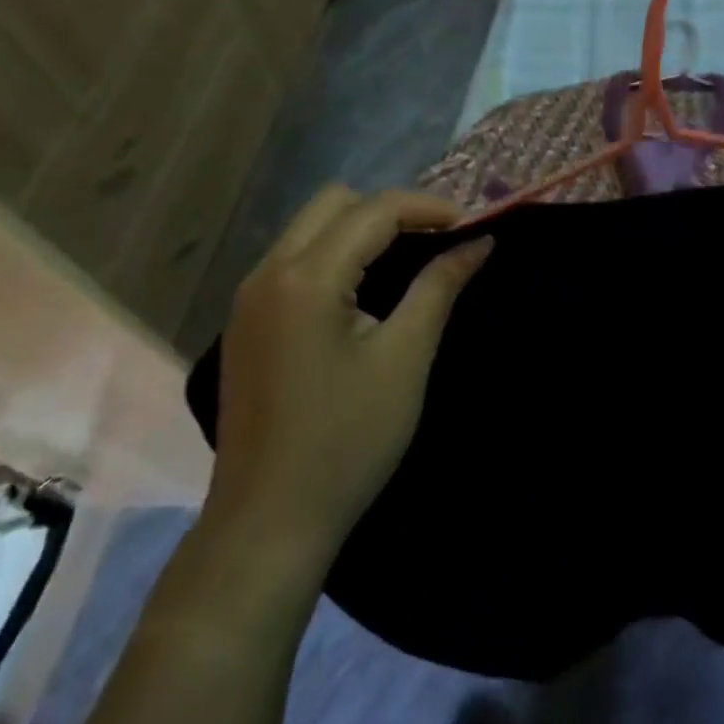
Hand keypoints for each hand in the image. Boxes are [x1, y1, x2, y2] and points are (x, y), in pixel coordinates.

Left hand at [206, 186, 492, 559]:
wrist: (269, 521)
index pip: (374, 211)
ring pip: (310, 227)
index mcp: (306, 278)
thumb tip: (478, 244)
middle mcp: (267, 273)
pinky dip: (335, 254)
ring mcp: (248, 298)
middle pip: (334, 203)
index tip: (471, 228)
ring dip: (361, 230)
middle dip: (391, 210)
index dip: (429, 208)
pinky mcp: (245, 322)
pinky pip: (294, 259)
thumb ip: (439, 287)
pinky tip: (364, 291)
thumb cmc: (347, 441)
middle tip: (437, 241)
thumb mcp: (405, 359)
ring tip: (409, 260)